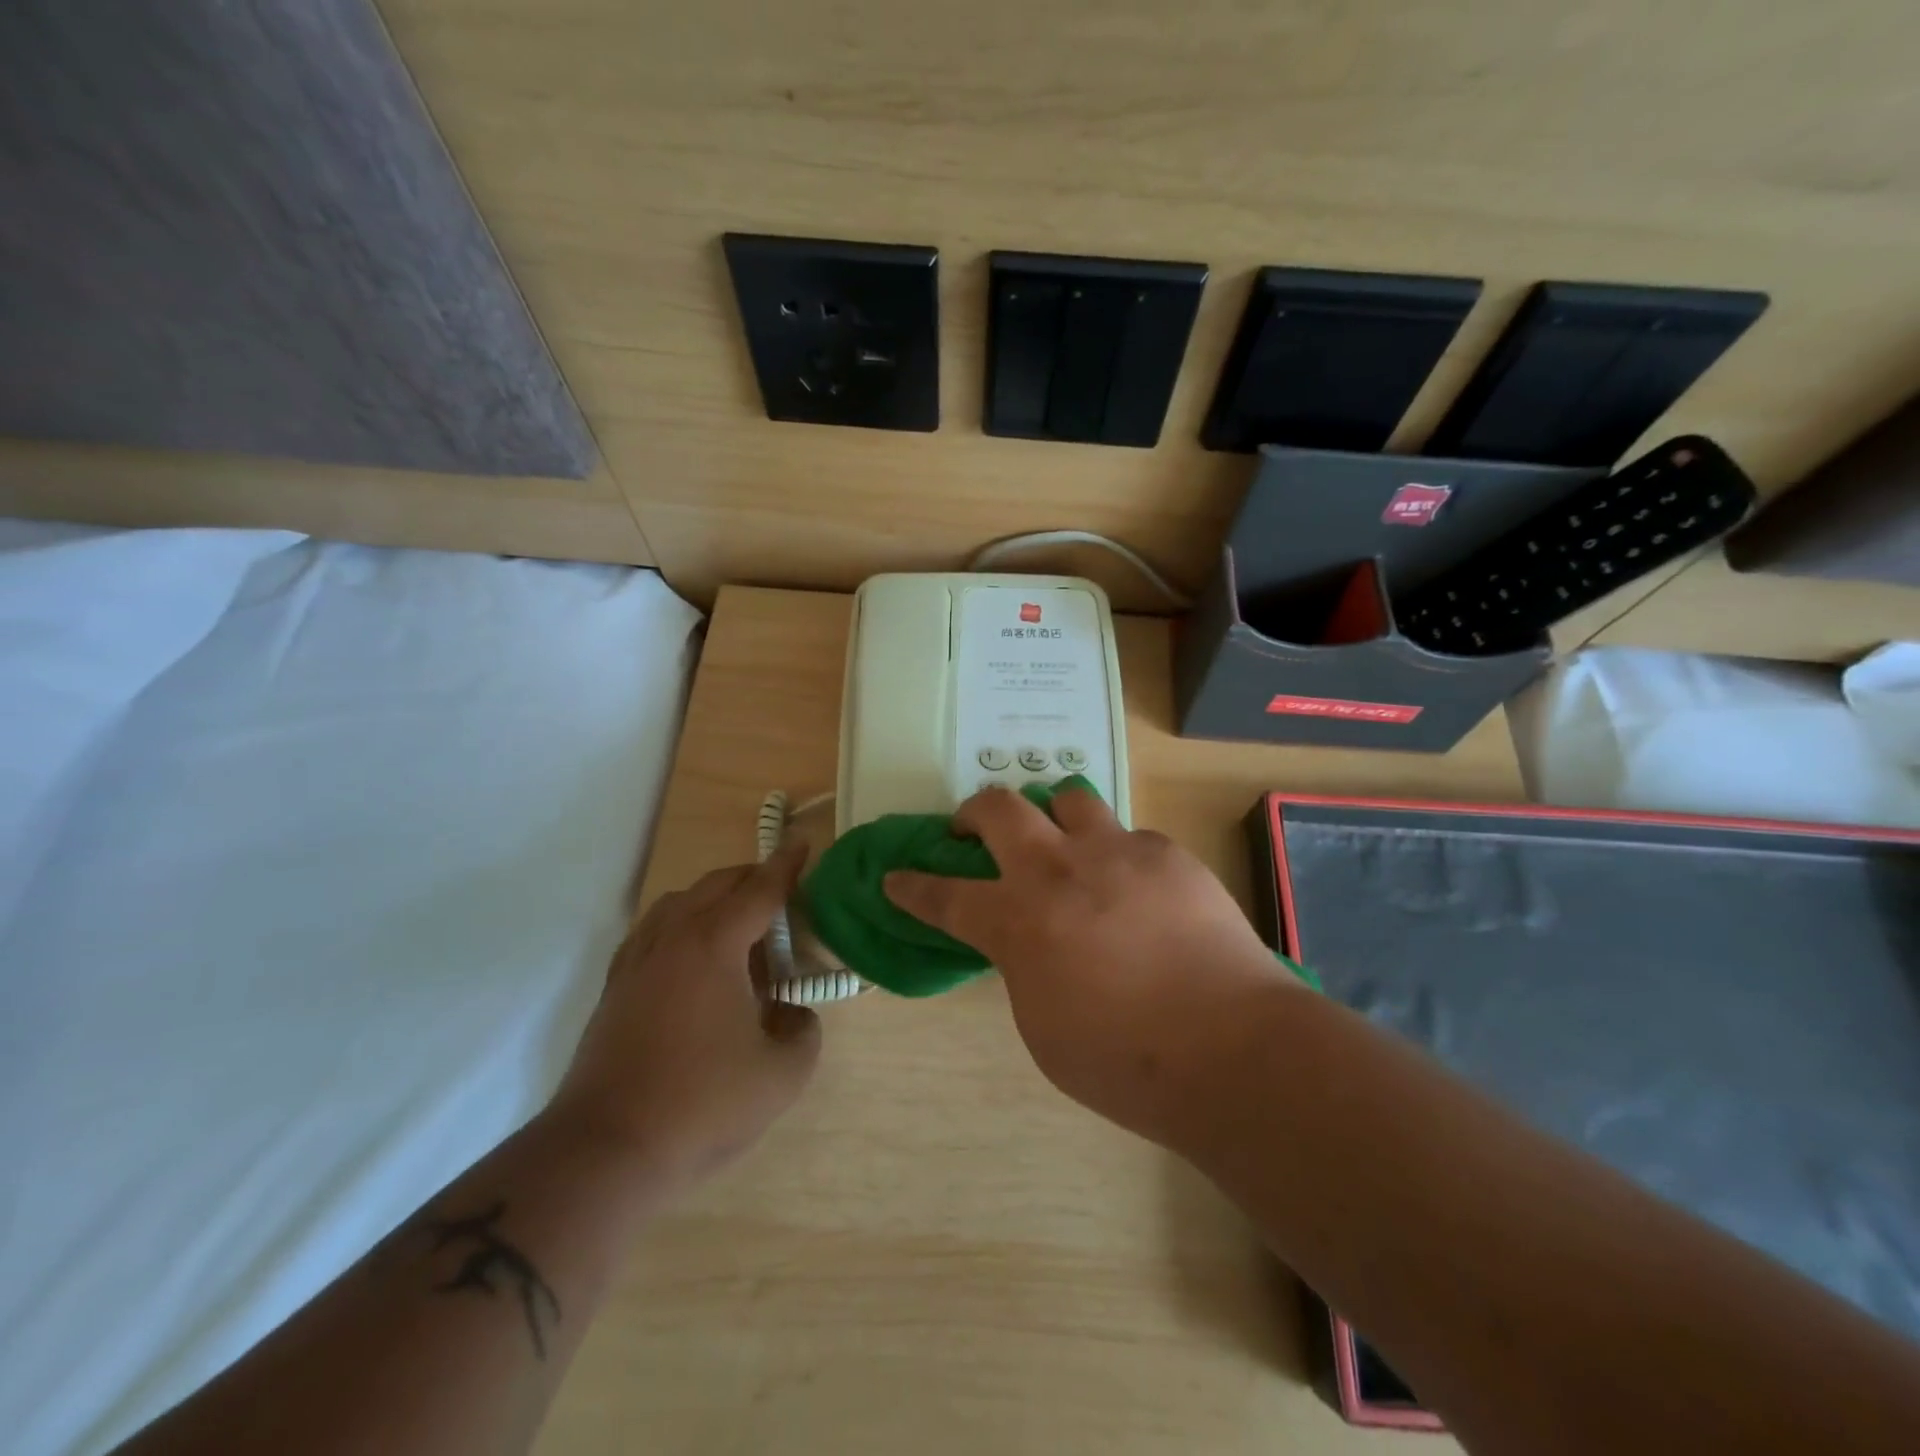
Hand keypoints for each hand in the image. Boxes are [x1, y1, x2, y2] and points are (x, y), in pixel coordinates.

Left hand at [550, 843, 820, 1184]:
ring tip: (740, 929)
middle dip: (753, 878)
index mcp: (714, 945)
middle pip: (717, 885)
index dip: (786, 866)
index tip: (803, 844)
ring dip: (714, 899)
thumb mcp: (782, 1075)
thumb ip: (804, 1032)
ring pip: (678, 903)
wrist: (606, 1151)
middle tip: (783, 895)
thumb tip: (793, 1014)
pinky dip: (682, 924)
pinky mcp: (615, 988)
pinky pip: (653, 931)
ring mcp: (637, 961)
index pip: (759, 890)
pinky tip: (695, 959)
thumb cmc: (702, 1105)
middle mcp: (672, 938)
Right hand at [883, 786, 1291, 1144]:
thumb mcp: (1042, 1027)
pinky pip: (1129, 836)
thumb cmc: (1123, 1060)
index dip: (912, 886)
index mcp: (1018, 921)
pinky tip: (1136, 889)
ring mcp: (1116, 852)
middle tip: (973, 829)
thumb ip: (1022, 966)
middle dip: (973, 813)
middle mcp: (1058, 870)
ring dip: (1051, 814)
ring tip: (1061, 840)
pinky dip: (1117, 854)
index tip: (895, 876)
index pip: (944, 895)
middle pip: (998, 808)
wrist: (1231, 1049)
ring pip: (1067, 797)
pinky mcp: (1166, 853)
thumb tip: (1026, 940)